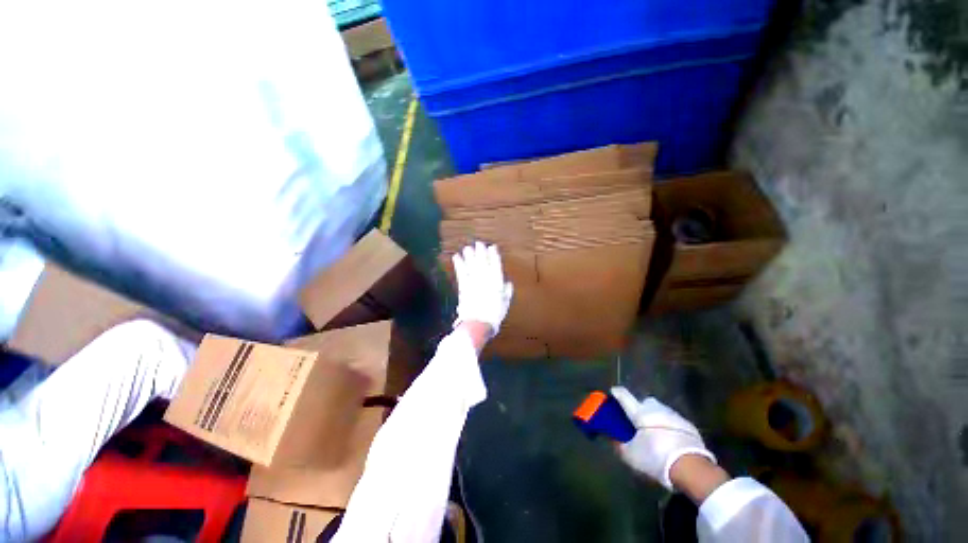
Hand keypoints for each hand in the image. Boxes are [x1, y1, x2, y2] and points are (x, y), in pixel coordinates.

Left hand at [452, 242, 513, 336]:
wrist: (478, 322)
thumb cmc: (494, 314)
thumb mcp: (505, 303)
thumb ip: (507, 291)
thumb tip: (507, 283)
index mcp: (497, 281)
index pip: (495, 264)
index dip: (493, 255)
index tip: (492, 247)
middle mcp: (485, 278)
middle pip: (482, 261)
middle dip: (481, 251)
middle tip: (479, 243)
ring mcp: (473, 281)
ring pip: (471, 265)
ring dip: (469, 255)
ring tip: (467, 248)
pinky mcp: (463, 286)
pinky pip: (461, 272)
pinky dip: (459, 264)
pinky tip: (456, 257)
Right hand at [610, 386, 716, 490]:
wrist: (692, 468)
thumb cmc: (656, 458)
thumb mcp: (631, 456)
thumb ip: (620, 446)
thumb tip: (614, 440)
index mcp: (639, 412)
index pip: (624, 396)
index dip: (617, 393)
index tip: (613, 392)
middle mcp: (656, 409)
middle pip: (644, 402)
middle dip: (640, 408)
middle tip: (637, 421)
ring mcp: (674, 416)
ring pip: (660, 411)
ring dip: (655, 417)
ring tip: (654, 432)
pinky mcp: (689, 426)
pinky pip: (673, 422)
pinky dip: (668, 427)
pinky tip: (669, 439)